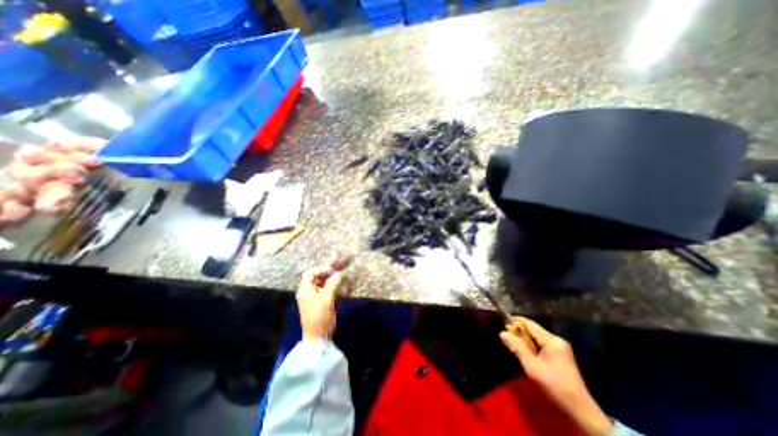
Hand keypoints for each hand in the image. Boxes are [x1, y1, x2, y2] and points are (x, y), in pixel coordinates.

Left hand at [296, 261, 340, 341]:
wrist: (318, 335)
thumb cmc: (320, 315)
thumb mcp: (327, 297)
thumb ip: (333, 282)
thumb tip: (340, 273)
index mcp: (305, 289)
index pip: (311, 273)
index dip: (321, 269)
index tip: (332, 270)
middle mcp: (308, 291)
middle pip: (317, 276)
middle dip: (328, 269)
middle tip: (339, 262)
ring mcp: (314, 297)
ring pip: (322, 282)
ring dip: (331, 275)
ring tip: (341, 268)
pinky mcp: (320, 302)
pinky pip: (325, 288)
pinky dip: (332, 283)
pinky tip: (339, 281)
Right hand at [498, 317, 612, 435]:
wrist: (580, 411)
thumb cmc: (554, 386)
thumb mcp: (532, 367)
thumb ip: (517, 347)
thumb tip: (502, 333)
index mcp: (552, 341)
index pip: (529, 323)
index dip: (515, 322)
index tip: (503, 326)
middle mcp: (557, 340)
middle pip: (533, 329)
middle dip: (520, 333)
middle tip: (508, 341)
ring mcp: (560, 348)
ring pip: (536, 337)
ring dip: (525, 341)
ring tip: (516, 349)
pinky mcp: (561, 355)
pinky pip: (542, 344)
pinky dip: (532, 347)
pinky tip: (528, 356)